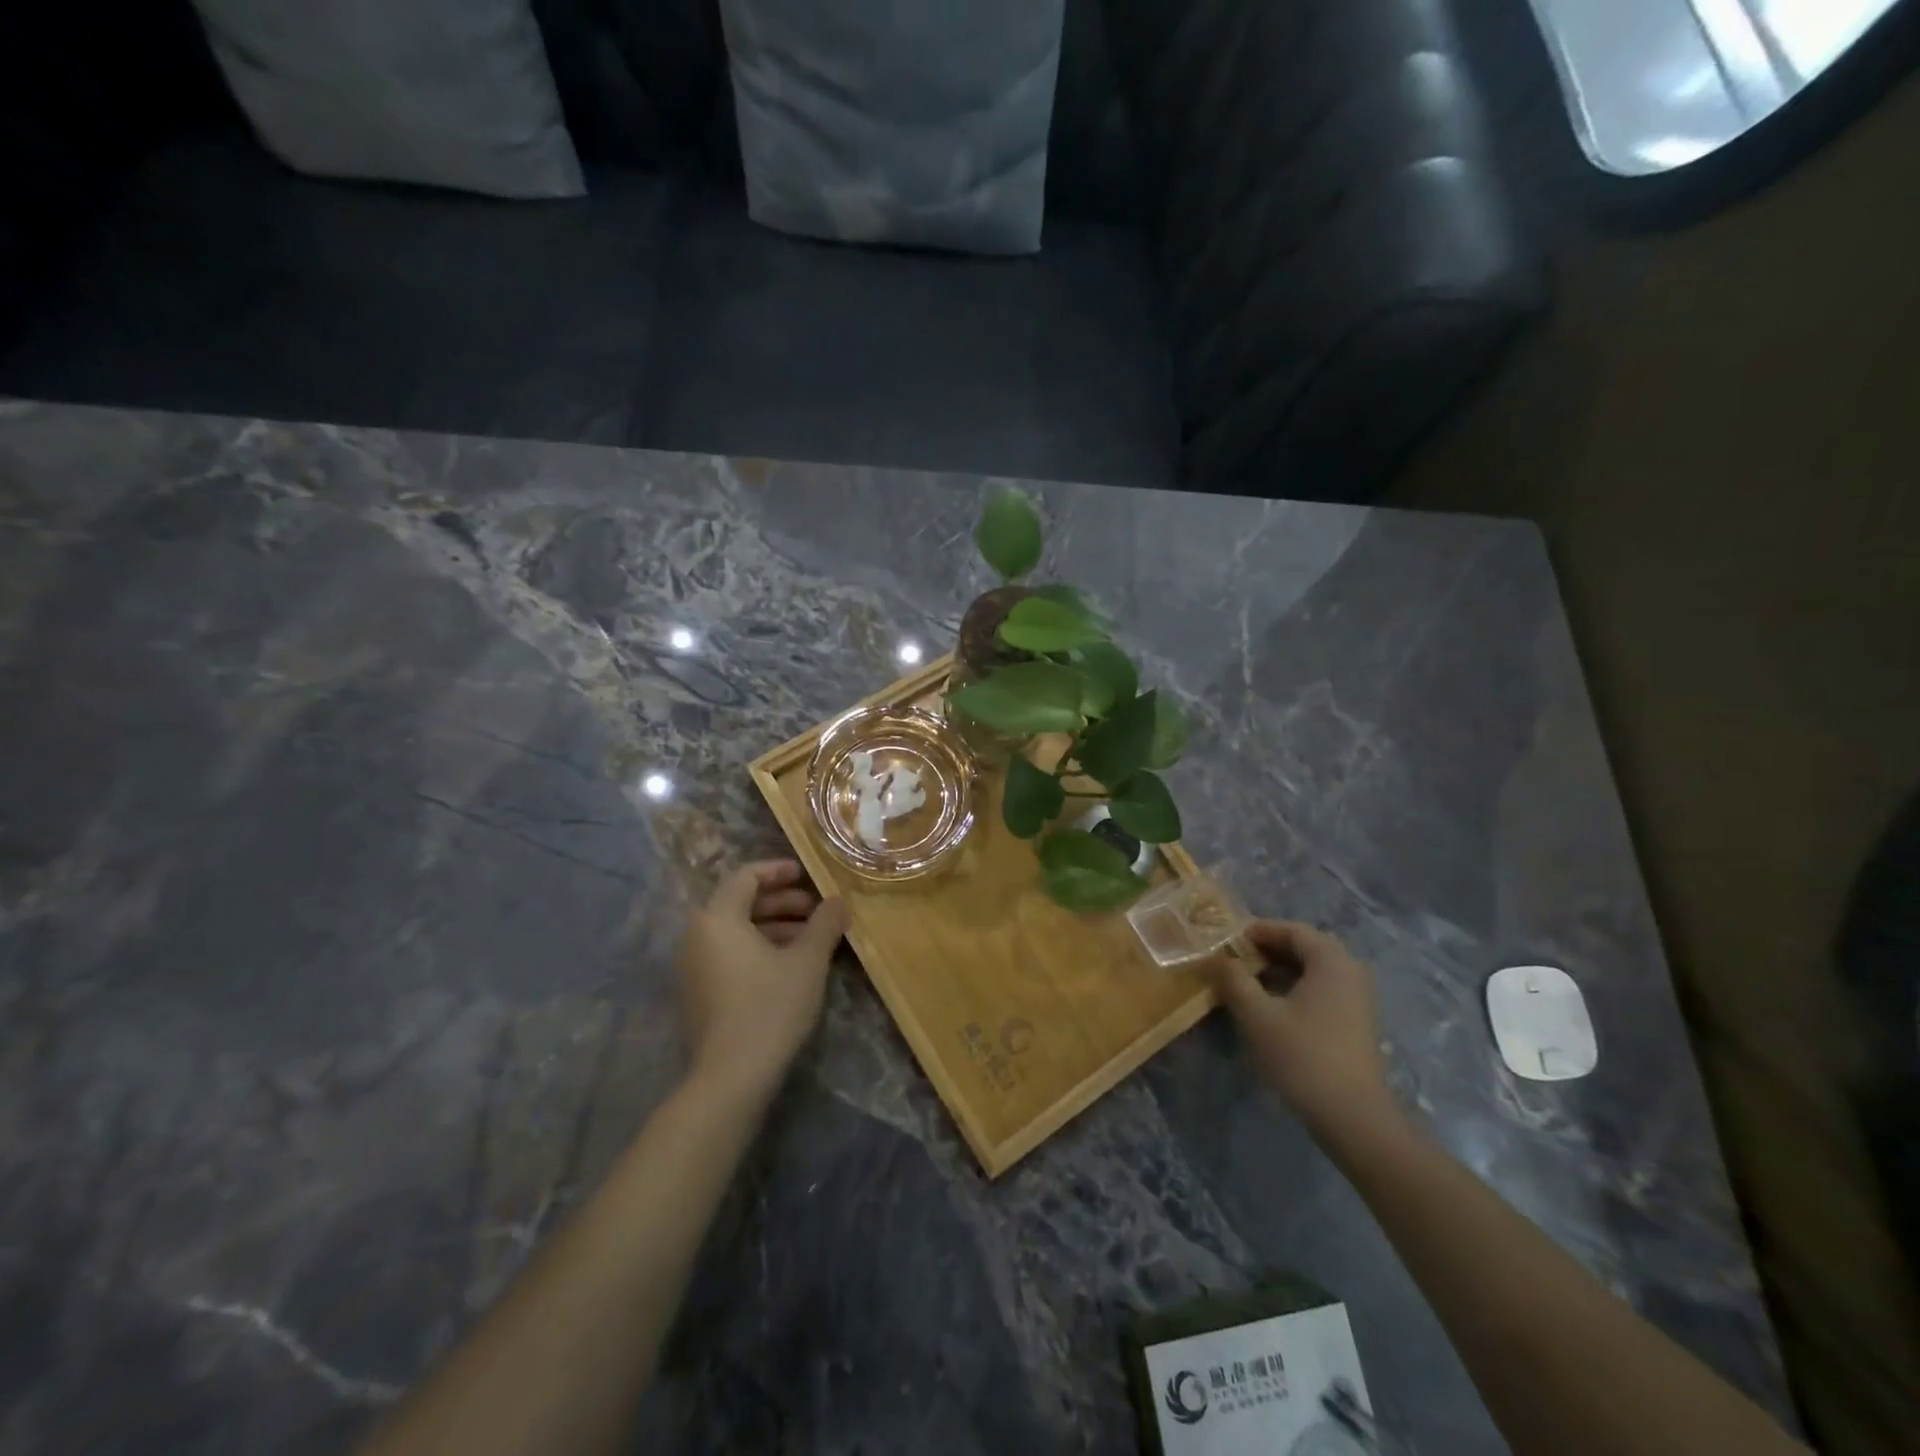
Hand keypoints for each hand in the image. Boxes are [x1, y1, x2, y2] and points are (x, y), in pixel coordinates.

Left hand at [677, 861, 849, 1101]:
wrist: (731, 1077)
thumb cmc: (770, 1006)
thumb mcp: (807, 960)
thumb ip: (825, 923)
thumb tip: (840, 900)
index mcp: (717, 918)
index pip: (746, 876)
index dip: (778, 870)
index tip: (806, 874)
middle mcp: (697, 936)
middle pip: (740, 903)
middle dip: (781, 902)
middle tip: (816, 909)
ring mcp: (693, 967)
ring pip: (736, 932)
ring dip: (774, 927)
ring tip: (810, 939)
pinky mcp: (698, 994)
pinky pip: (729, 955)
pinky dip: (758, 950)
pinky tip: (790, 966)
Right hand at [1203, 921, 1397, 1137]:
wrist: (1352, 1117)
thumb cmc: (1302, 1056)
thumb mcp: (1256, 1014)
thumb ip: (1233, 979)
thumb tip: (1217, 958)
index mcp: (1331, 961)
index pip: (1291, 930)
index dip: (1258, 930)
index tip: (1227, 939)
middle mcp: (1350, 972)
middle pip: (1305, 947)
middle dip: (1268, 949)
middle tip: (1235, 958)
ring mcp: (1357, 999)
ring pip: (1313, 970)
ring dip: (1279, 970)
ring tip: (1246, 981)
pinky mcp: (1355, 1023)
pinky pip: (1321, 990)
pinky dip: (1294, 988)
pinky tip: (1270, 1006)